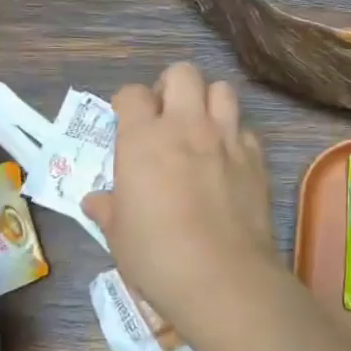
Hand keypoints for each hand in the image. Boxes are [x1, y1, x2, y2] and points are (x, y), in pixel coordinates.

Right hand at [82, 62, 280, 326]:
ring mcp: (226, 139)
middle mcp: (187, 126)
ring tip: (200, 129)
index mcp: (144, 138)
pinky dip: (234, 136)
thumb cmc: (156, 255)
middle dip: (171, 87)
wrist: (221, 276)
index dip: (126, 103)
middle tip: (165, 117)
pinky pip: (245, 129)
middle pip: (182, 73)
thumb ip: (107, 208)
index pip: (132, 93)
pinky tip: (227, 161)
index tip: (125, 121)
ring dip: (208, 101)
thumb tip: (94, 201)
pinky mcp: (256, 158)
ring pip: (222, 89)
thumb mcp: (117, 234)